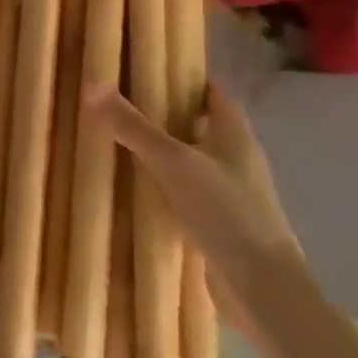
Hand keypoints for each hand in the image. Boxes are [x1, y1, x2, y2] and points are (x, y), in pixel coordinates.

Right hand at [84, 81, 308, 349]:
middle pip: (195, 122)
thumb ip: (133, 127)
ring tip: (112, 136)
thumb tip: (92, 85)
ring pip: (187, 158)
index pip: (209, 90)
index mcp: (234, 135)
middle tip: (115, 98)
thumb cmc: (228, 215)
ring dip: (158, 149)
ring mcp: (227, 192)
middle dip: (160, 111)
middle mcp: (234, 158)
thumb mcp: (174, 163)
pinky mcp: (217, 222)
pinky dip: (159, 182)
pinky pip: (182, 190)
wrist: (264, 293)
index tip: (141, 63)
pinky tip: (129, 185)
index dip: (181, 74)